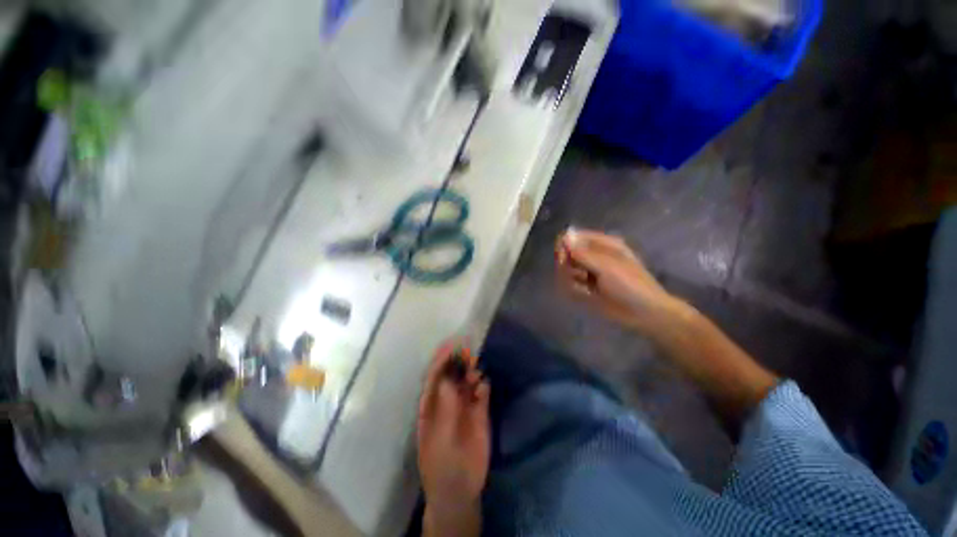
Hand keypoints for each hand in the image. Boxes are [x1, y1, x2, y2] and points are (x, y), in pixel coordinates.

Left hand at [417, 341, 489, 535]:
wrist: (460, 490)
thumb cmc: (441, 464)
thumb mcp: (439, 437)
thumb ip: (445, 407)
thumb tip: (449, 377)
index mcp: (431, 405)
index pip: (434, 377)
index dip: (441, 360)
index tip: (450, 345)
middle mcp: (447, 400)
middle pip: (453, 374)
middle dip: (458, 362)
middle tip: (467, 352)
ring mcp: (464, 405)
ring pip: (468, 381)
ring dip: (471, 372)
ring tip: (475, 371)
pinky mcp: (480, 412)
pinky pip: (482, 393)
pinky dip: (483, 386)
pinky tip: (483, 386)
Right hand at [555, 228, 686, 332]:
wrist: (644, 312)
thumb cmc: (630, 284)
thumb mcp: (606, 266)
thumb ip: (583, 253)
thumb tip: (564, 237)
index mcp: (603, 244)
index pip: (574, 237)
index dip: (565, 245)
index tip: (562, 257)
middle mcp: (594, 255)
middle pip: (568, 252)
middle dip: (566, 263)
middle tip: (573, 274)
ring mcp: (590, 272)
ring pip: (567, 269)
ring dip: (569, 277)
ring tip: (581, 286)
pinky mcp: (587, 287)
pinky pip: (571, 283)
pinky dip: (573, 288)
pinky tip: (583, 294)